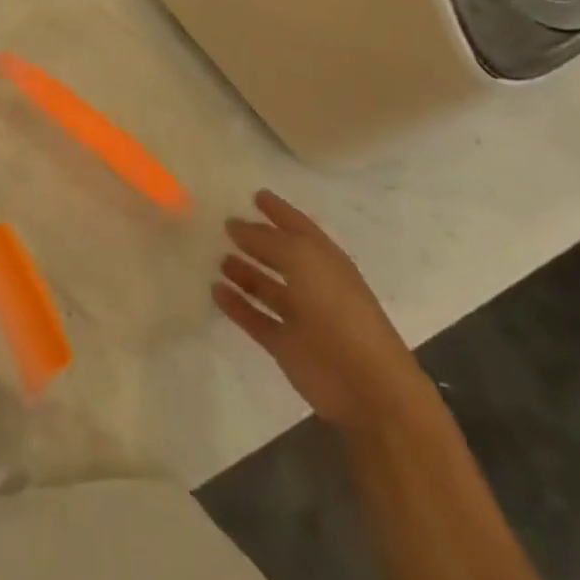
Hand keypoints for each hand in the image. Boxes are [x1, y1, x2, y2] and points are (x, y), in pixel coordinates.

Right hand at [213, 190, 429, 430]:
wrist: (365, 385)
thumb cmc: (338, 310)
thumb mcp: (303, 260)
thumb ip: (268, 239)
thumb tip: (237, 225)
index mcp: (325, 260)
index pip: (298, 227)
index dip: (278, 210)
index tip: (255, 194)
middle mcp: (312, 284)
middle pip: (280, 256)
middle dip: (256, 240)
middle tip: (225, 224)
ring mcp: (299, 316)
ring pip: (265, 287)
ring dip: (244, 272)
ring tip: (216, 258)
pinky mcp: (285, 344)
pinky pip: (255, 317)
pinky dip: (236, 305)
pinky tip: (215, 290)